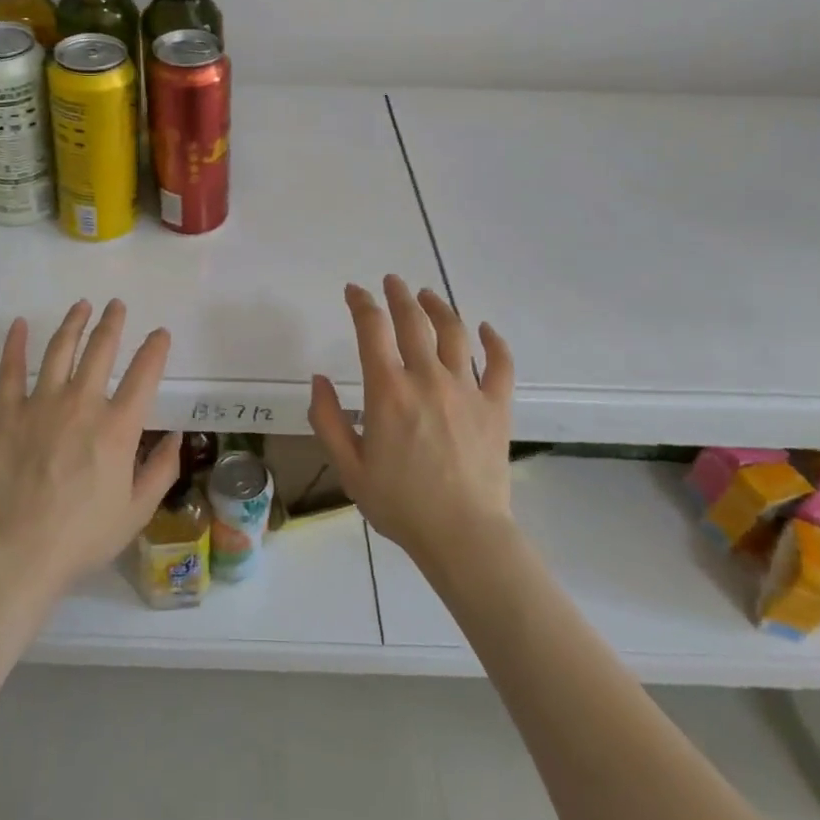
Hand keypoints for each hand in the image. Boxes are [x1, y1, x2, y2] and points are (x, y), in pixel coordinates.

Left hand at [0, 299, 181, 596]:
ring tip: (81, 306)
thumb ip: (161, 470)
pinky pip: (10, 370)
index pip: (143, 374)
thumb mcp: (137, 511)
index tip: (160, 333)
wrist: (20, 552)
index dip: (155, 349)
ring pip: (60, 350)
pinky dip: (14, 344)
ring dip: (73, 323)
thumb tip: (175, 436)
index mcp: (118, 427)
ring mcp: (42, 404)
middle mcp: (82, 404)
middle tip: (116, 305)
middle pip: (101, 350)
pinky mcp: (8, 413)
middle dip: (112, 323)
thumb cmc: (84, 536)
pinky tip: (19, 324)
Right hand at [308, 275, 515, 571]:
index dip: (361, 303)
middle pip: (413, 320)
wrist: (464, 537)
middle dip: (398, 295)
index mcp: (388, 391)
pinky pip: (500, 364)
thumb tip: (318, 379)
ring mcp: (466, 390)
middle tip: (391, 282)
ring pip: (454, 332)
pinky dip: (494, 341)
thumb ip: (327, 419)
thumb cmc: (400, 504)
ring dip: (438, 307)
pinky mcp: (497, 406)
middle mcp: (427, 378)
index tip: (354, 292)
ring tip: (427, 295)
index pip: (372, 329)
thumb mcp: (349, 467)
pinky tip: (485, 329)